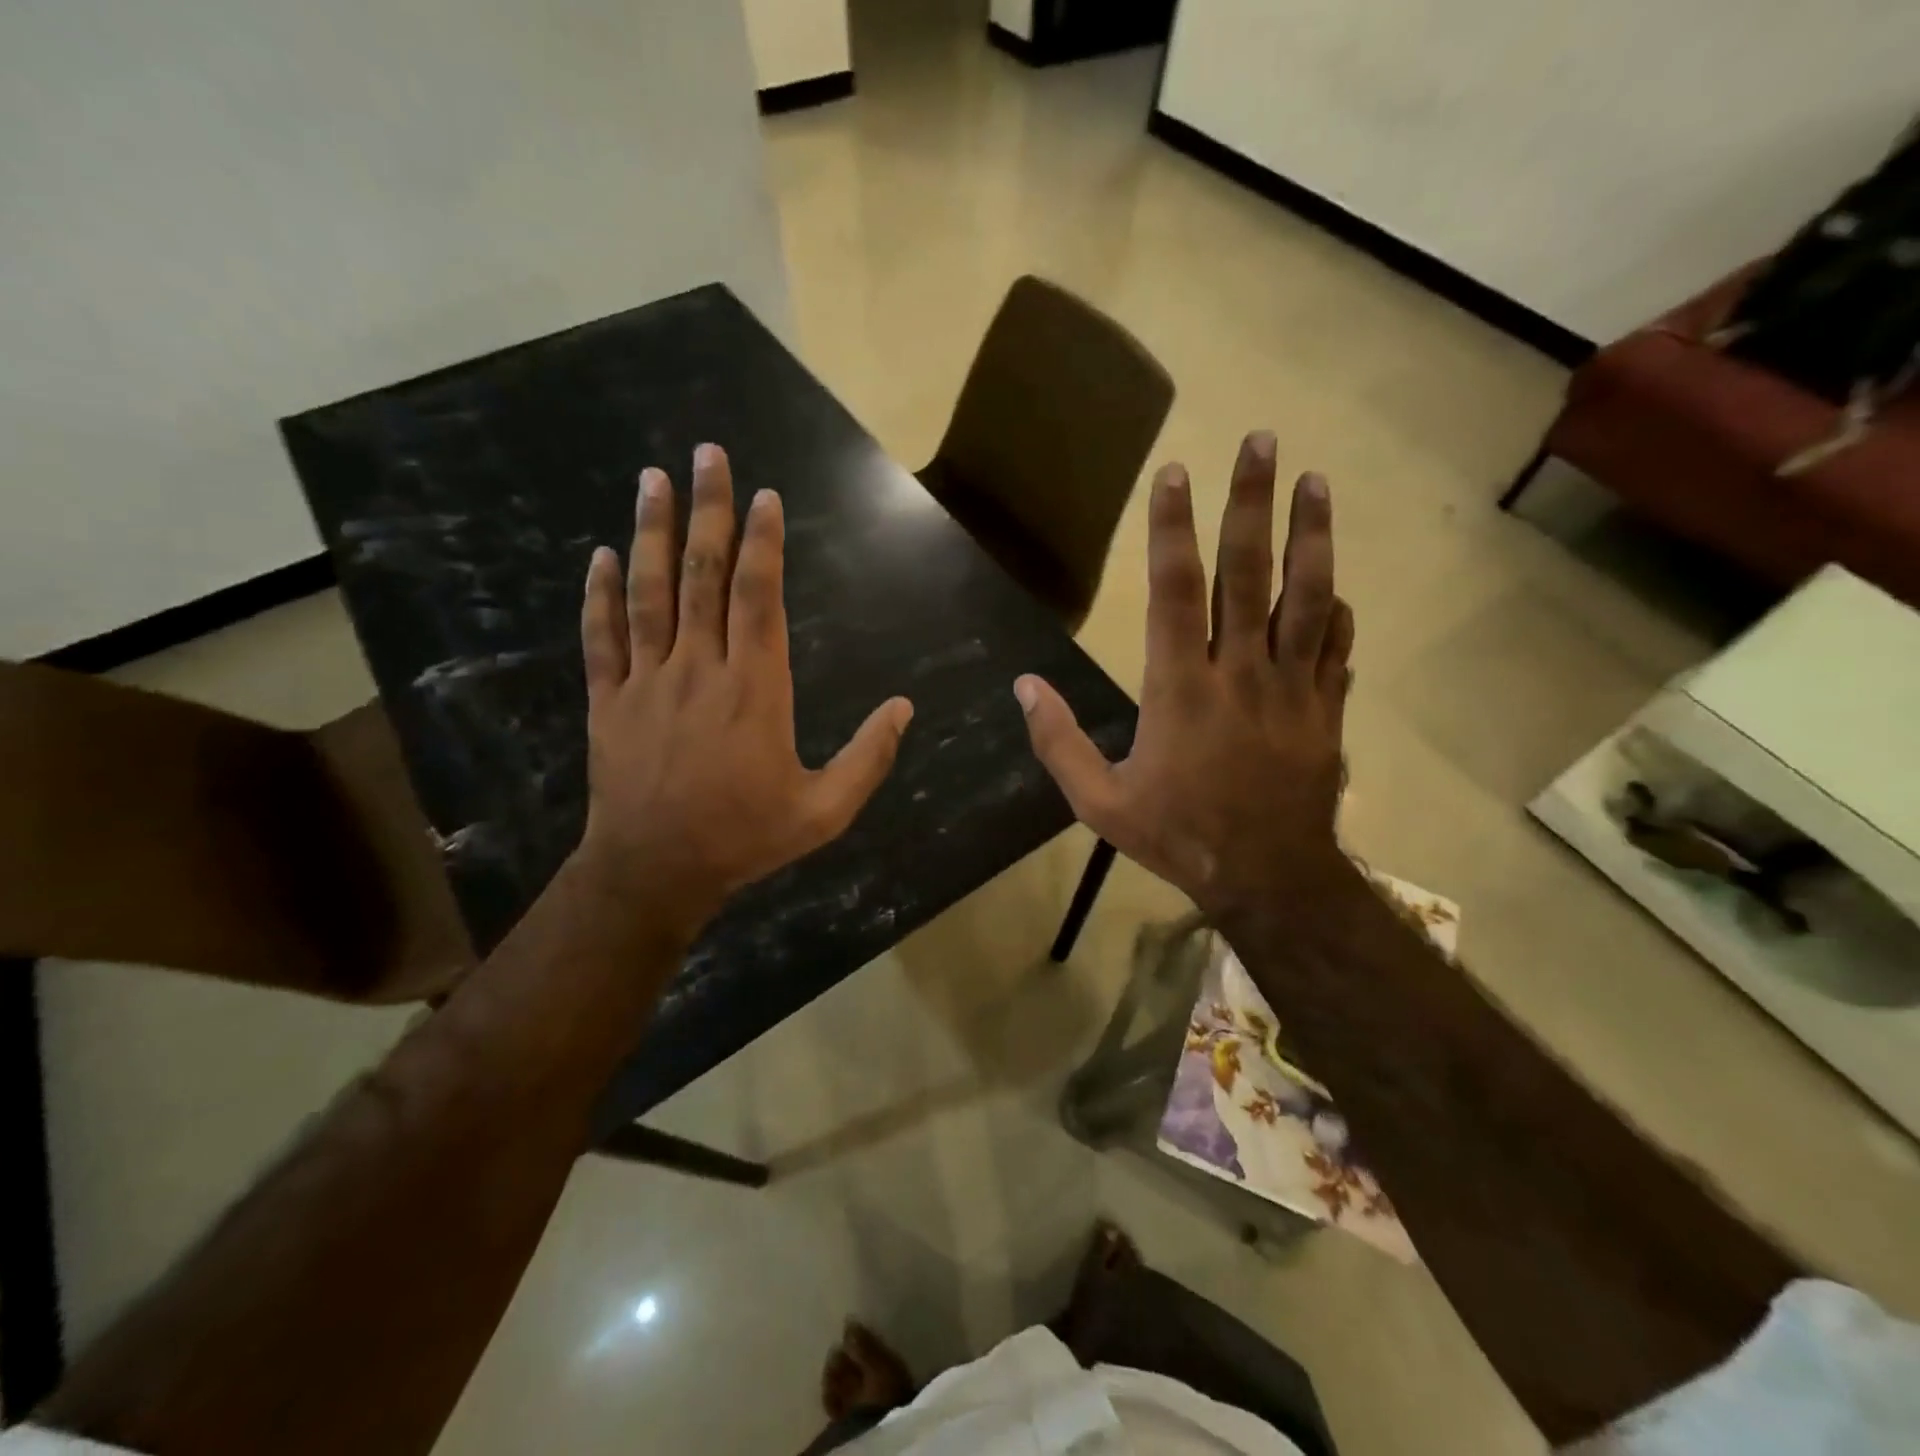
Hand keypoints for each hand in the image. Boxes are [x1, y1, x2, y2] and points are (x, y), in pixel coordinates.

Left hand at [577, 443, 913, 940]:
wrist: (655, 871)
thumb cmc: (746, 837)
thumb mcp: (825, 810)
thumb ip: (869, 757)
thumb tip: (904, 708)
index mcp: (754, 689)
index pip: (757, 597)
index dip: (762, 543)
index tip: (763, 496)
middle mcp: (700, 669)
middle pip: (702, 576)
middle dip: (707, 511)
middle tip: (706, 455)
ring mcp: (647, 681)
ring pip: (648, 593)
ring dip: (651, 532)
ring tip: (652, 478)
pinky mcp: (608, 701)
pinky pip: (602, 638)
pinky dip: (599, 594)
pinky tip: (601, 555)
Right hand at [1015, 431, 1352, 918]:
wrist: (1268, 878)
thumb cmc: (1177, 836)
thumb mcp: (1099, 802)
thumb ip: (1059, 741)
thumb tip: (1024, 686)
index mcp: (1180, 690)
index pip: (1175, 592)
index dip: (1171, 530)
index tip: (1174, 475)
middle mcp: (1240, 673)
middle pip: (1249, 573)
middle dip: (1251, 502)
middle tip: (1261, 441)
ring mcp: (1292, 687)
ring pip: (1307, 597)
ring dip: (1310, 534)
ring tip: (1315, 481)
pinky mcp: (1326, 708)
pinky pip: (1336, 646)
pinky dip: (1334, 610)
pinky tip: (1335, 583)